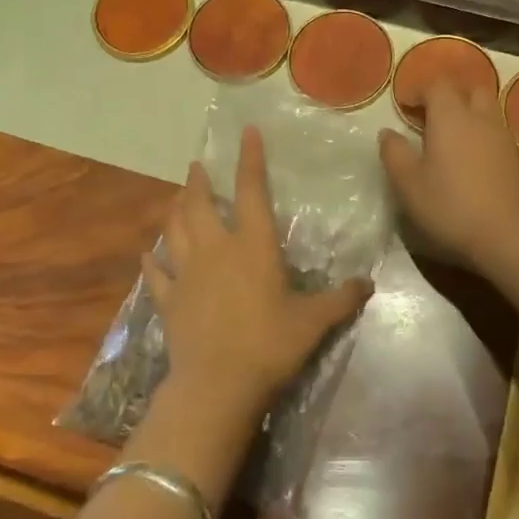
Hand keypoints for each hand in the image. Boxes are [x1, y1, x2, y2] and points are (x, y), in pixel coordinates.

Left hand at [143, 126, 373, 420]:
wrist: (218, 385)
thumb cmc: (270, 344)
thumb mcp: (314, 321)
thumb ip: (342, 299)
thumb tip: (370, 284)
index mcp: (253, 246)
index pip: (252, 191)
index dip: (250, 160)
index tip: (247, 132)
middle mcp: (216, 250)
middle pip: (200, 205)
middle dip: (198, 182)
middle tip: (197, 166)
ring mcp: (187, 274)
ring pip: (174, 231)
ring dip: (175, 211)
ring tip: (177, 198)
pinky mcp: (169, 301)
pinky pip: (157, 275)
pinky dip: (152, 262)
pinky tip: (148, 256)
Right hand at [378, 77, 518, 274]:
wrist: (510, 235)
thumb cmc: (451, 206)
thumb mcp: (408, 184)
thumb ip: (395, 153)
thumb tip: (387, 133)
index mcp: (451, 116)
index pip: (437, 85)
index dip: (418, 90)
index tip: (404, 106)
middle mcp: (481, 117)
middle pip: (468, 89)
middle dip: (448, 95)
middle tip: (429, 115)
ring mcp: (503, 137)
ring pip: (486, 109)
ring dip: (467, 114)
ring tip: (448, 138)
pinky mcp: (516, 158)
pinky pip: (495, 132)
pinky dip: (480, 134)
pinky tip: (469, 159)